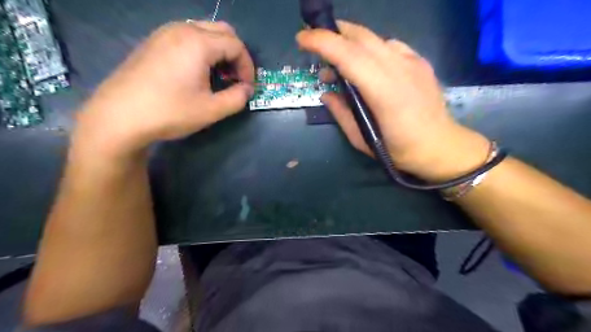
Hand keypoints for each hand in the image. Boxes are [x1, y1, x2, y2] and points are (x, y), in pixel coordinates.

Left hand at [71, 21, 253, 158]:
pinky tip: (197, 73)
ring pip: (204, 32)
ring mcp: (164, 33)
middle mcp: (182, 29)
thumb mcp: (212, 110)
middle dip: (236, 55)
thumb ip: (237, 98)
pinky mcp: (154, 42)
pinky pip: (187, 37)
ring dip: (219, 52)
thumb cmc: (170, 112)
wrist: (119, 116)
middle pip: (222, 32)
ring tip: (218, 77)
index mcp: (198, 43)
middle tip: (236, 79)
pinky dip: (202, 51)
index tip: (247, 88)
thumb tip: (246, 89)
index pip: (236, 45)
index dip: (248, 67)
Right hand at [298, 21, 491, 181]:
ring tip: (339, 61)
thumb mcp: (362, 139)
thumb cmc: (399, 150)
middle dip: (333, 34)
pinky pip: (390, 45)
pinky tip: (367, 64)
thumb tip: (326, 94)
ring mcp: (412, 62)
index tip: (301, 39)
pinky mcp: (420, 61)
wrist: (440, 145)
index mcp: (383, 92)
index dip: (322, 42)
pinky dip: (371, 49)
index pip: (349, 55)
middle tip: (316, 46)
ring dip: (350, 42)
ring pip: (375, 38)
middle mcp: (399, 69)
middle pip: (361, 37)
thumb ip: (341, 113)